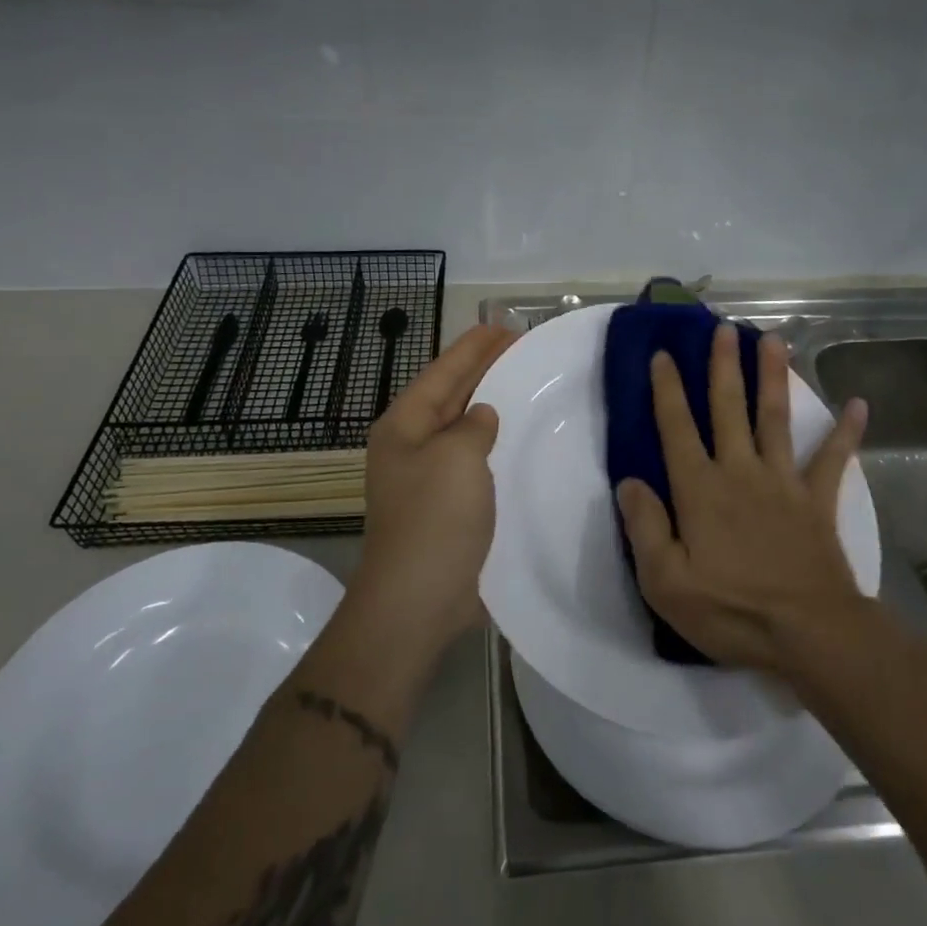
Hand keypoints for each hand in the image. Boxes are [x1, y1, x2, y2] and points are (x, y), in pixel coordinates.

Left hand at [350, 324, 516, 661]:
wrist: (417, 599)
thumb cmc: (435, 518)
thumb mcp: (457, 456)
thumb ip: (473, 425)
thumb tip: (481, 416)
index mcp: (404, 425)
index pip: (442, 371)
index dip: (473, 347)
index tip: (503, 326)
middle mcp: (410, 445)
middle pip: (449, 394)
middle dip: (482, 368)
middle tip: (519, 345)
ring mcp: (426, 477)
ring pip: (461, 427)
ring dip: (489, 404)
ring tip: (522, 382)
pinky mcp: (445, 506)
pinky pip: (472, 460)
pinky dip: (493, 443)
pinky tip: (517, 439)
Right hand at [617, 323, 868, 675]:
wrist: (810, 634)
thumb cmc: (731, 610)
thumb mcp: (665, 582)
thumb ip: (644, 527)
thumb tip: (629, 482)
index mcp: (700, 489)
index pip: (677, 428)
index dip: (668, 389)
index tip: (664, 354)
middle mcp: (739, 472)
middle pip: (728, 408)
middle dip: (723, 365)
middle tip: (722, 327)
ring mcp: (783, 482)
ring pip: (775, 418)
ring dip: (773, 377)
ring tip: (773, 339)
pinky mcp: (817, 501)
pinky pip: (833, 460)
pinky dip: (847, 433)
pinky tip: (859, 404)